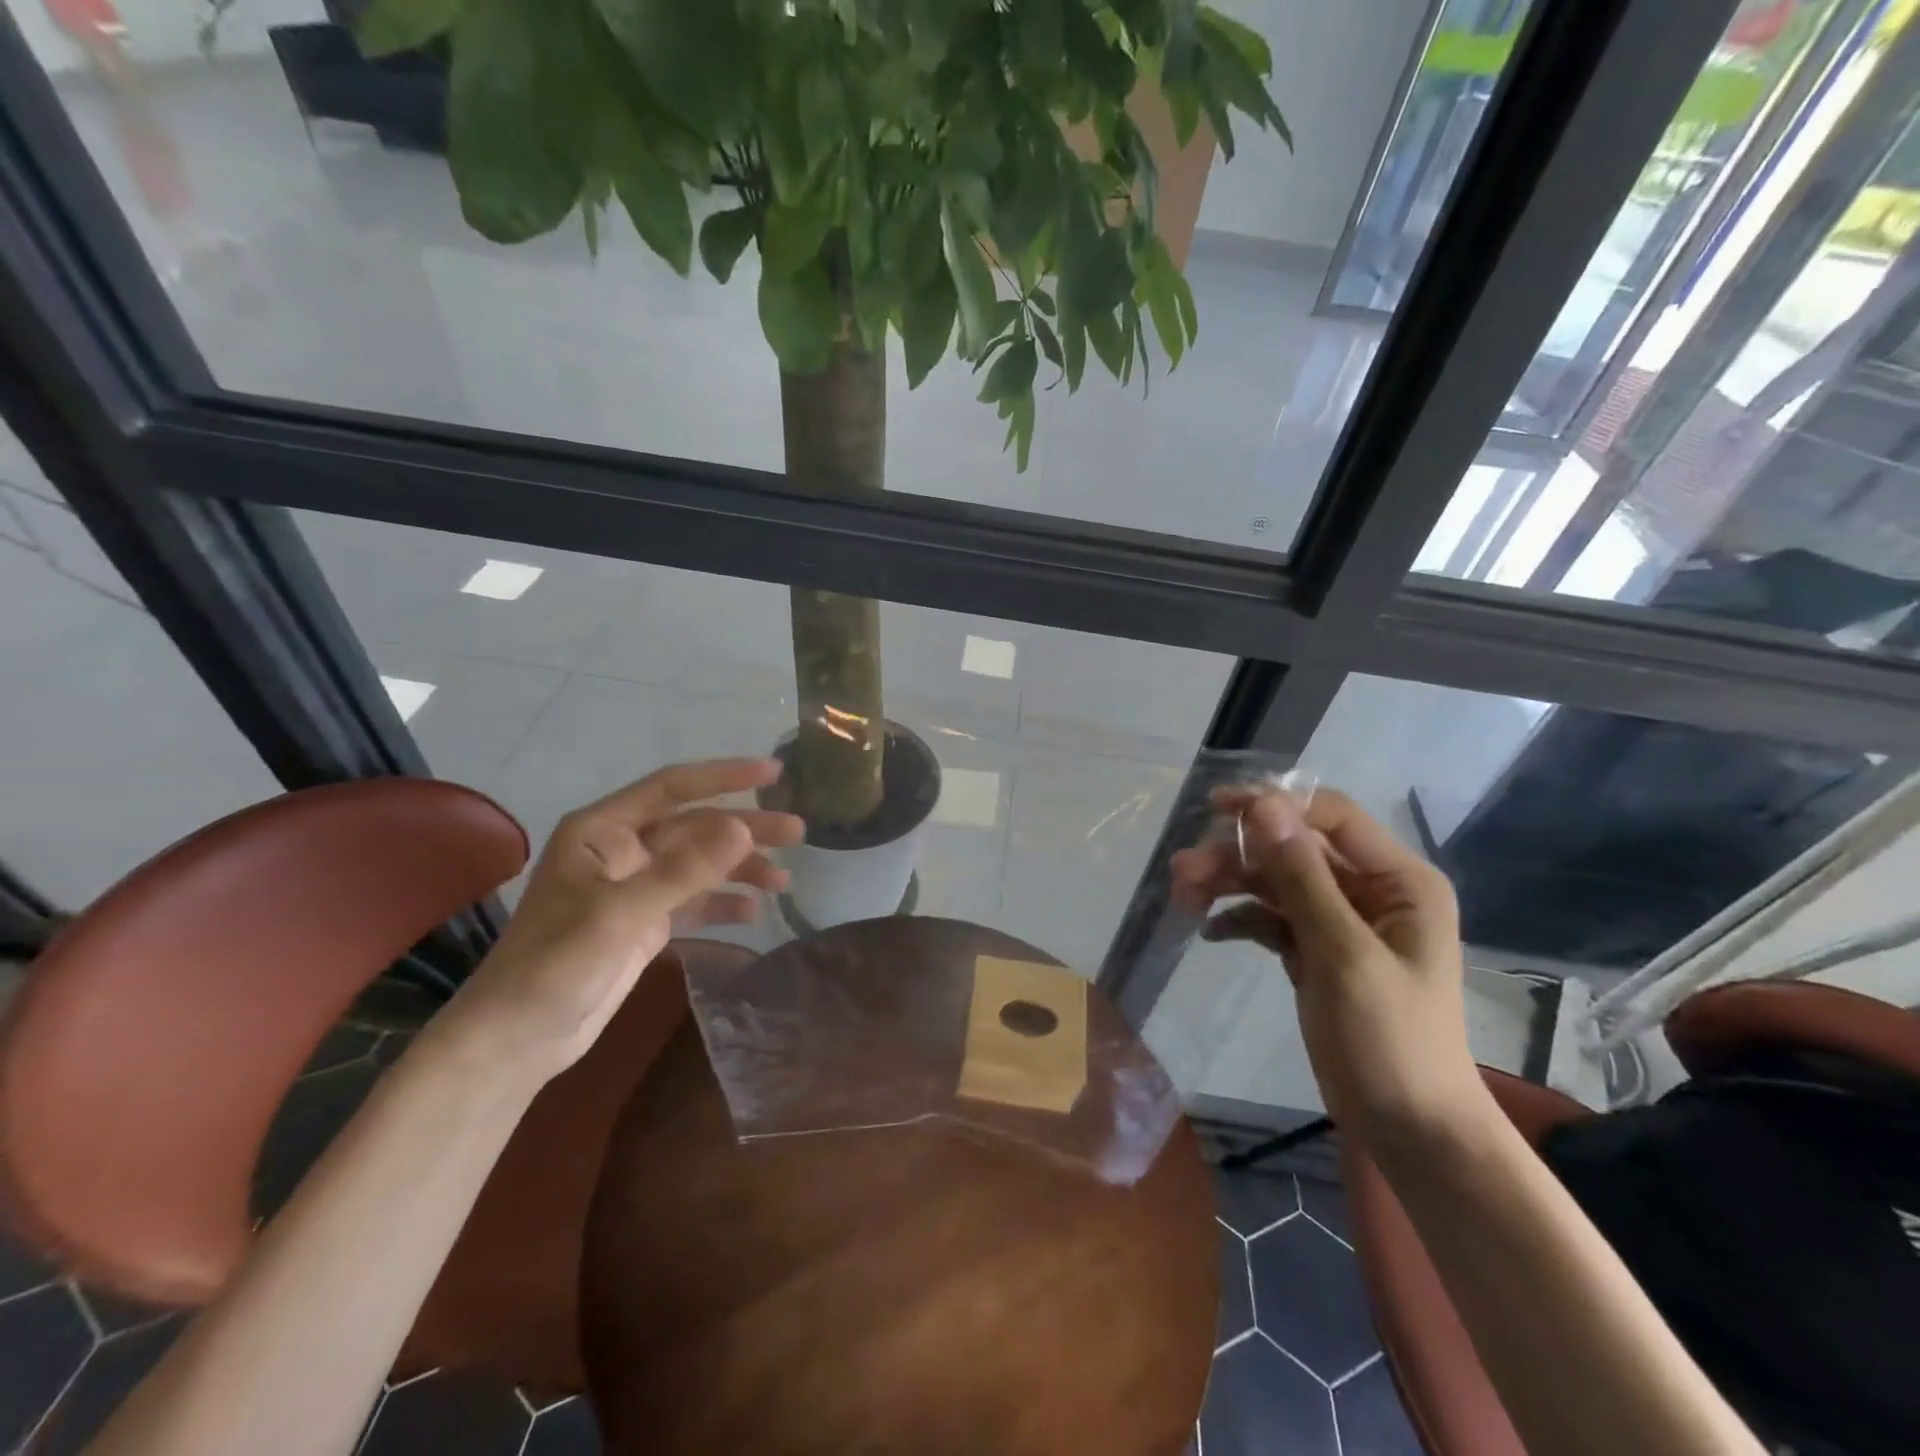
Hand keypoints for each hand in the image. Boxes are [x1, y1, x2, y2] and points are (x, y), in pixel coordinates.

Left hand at [432, 759, 803, 1083]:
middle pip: (695, 827)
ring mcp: (634, 887)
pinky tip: (754, 912)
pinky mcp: (643, 922)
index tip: (773, 773)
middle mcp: (621, 850)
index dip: (724, 777)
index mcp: (603, 830)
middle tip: (797, 832)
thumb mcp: (618, 915)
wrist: (514, 1042)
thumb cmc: (553, 967)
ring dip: (740, 869)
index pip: (673, 788)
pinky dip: (723, 903)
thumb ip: (682, 871)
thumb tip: (743, 829)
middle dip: (745, 829)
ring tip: (785, 879)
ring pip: (699, 864)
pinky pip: (693, 901)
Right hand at [1169, 787, 1486, 1147]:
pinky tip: (1210, 932)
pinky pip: (1272, 918)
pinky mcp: (1317, 951)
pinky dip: (1241, 919)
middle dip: (1238, 854)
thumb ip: (1302, 877)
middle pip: (1294, 848)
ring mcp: (1342, 922)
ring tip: (1182, 896)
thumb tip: (1263, 806)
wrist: (1409, 1131)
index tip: (1214, 810)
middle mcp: (1372, 891)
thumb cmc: (1389, 1039)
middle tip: (1182, 870)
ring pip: (1276, 882)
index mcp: (1399, 881)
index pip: (1330, 816)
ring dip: (1230, 884)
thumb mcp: (1342, 953)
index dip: (1273, 805)